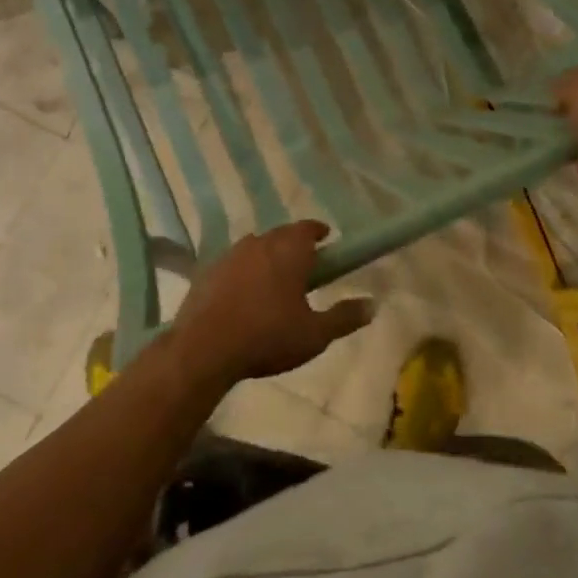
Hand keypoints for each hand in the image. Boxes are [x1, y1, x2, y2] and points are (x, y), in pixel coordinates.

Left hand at [169, 221, 375, 386]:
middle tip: (305, 264)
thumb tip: (373, 305)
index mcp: (289, 251)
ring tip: (275, 280)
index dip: (318, 232)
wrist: (204, 349)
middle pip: (281, 235)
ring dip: (267, 257)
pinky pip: (233, 264)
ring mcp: (230, 255)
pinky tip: (244, 294)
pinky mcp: (207, 272)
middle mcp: (260, 243)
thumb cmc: (268, 337)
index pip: (307, 228)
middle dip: (294, 244)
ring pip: (255, 247)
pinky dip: (243, 272)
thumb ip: (344, 317)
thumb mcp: (315, 334)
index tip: (326, 240)